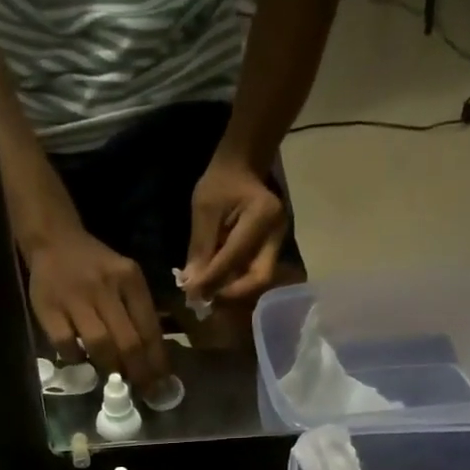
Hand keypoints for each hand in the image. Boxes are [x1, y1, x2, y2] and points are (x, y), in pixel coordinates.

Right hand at [25, 228, 169, 390]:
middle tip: (144, 392)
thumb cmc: (96, 267)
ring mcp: (74, 297)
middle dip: (139, 373)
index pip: (149, 328)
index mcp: (129, 279)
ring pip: (99, 345)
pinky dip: (76, 358)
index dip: (157, 362)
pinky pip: (66, 344)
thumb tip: (153, 360)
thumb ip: (139, 313)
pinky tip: (82, 360)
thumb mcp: (125, 279)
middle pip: (127, 341)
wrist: (53, 240)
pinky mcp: (48, 308)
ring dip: (110, 367)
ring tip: (115, 380)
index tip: (162, 384)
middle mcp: (104, 286)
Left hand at [182, 154, 287, 304]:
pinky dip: (236, 286)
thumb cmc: (221, 183)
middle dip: (232, 294)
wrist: (243, 169)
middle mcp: (276, 233)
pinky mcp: (272, 252)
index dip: (213, 280)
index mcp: (262, 214)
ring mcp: (278, 244)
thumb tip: (192, 285)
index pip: (235, 257)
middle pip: (259, 278)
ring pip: (258, 282)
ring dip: (233, 293)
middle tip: (207, 300)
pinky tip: (219, 287)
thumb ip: (200, 248)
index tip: (192, 294)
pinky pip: (254, 276)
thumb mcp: (204, 208)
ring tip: (210, 295)